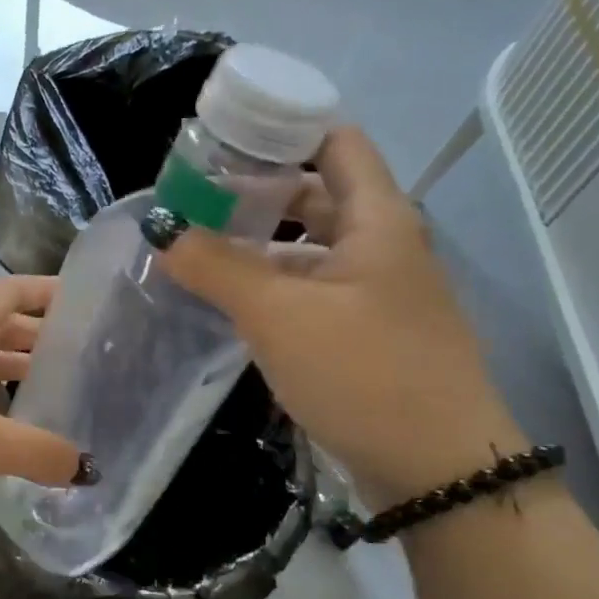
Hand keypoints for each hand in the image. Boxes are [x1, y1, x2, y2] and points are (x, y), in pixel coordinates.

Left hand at [0, 276, 82, 496]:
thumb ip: (35, 452)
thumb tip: (87, 468)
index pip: (14, 291)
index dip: (50, 291)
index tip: (89, 301)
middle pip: (3, 327)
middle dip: (42, 339)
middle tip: (86, 360)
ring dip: (16, 374)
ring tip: (58, 398)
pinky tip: (7, 431)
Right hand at [155, 127, 522, 502]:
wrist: (436, 470)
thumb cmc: (363, 373)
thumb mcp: (279, 315)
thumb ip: (217, 267)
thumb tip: (162, 231)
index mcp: (377, 219)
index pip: (335, 141)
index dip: (282, 128)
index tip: (222, 139)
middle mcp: (383, 246)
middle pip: (318, 195)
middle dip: (257, 193)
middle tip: (196, 200)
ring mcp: (378, 294)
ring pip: (312, 250)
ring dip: (261, 247)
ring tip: (201, 250)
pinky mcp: (367, 336)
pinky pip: (314, 293)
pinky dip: (275, 288)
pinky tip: (234, 303)